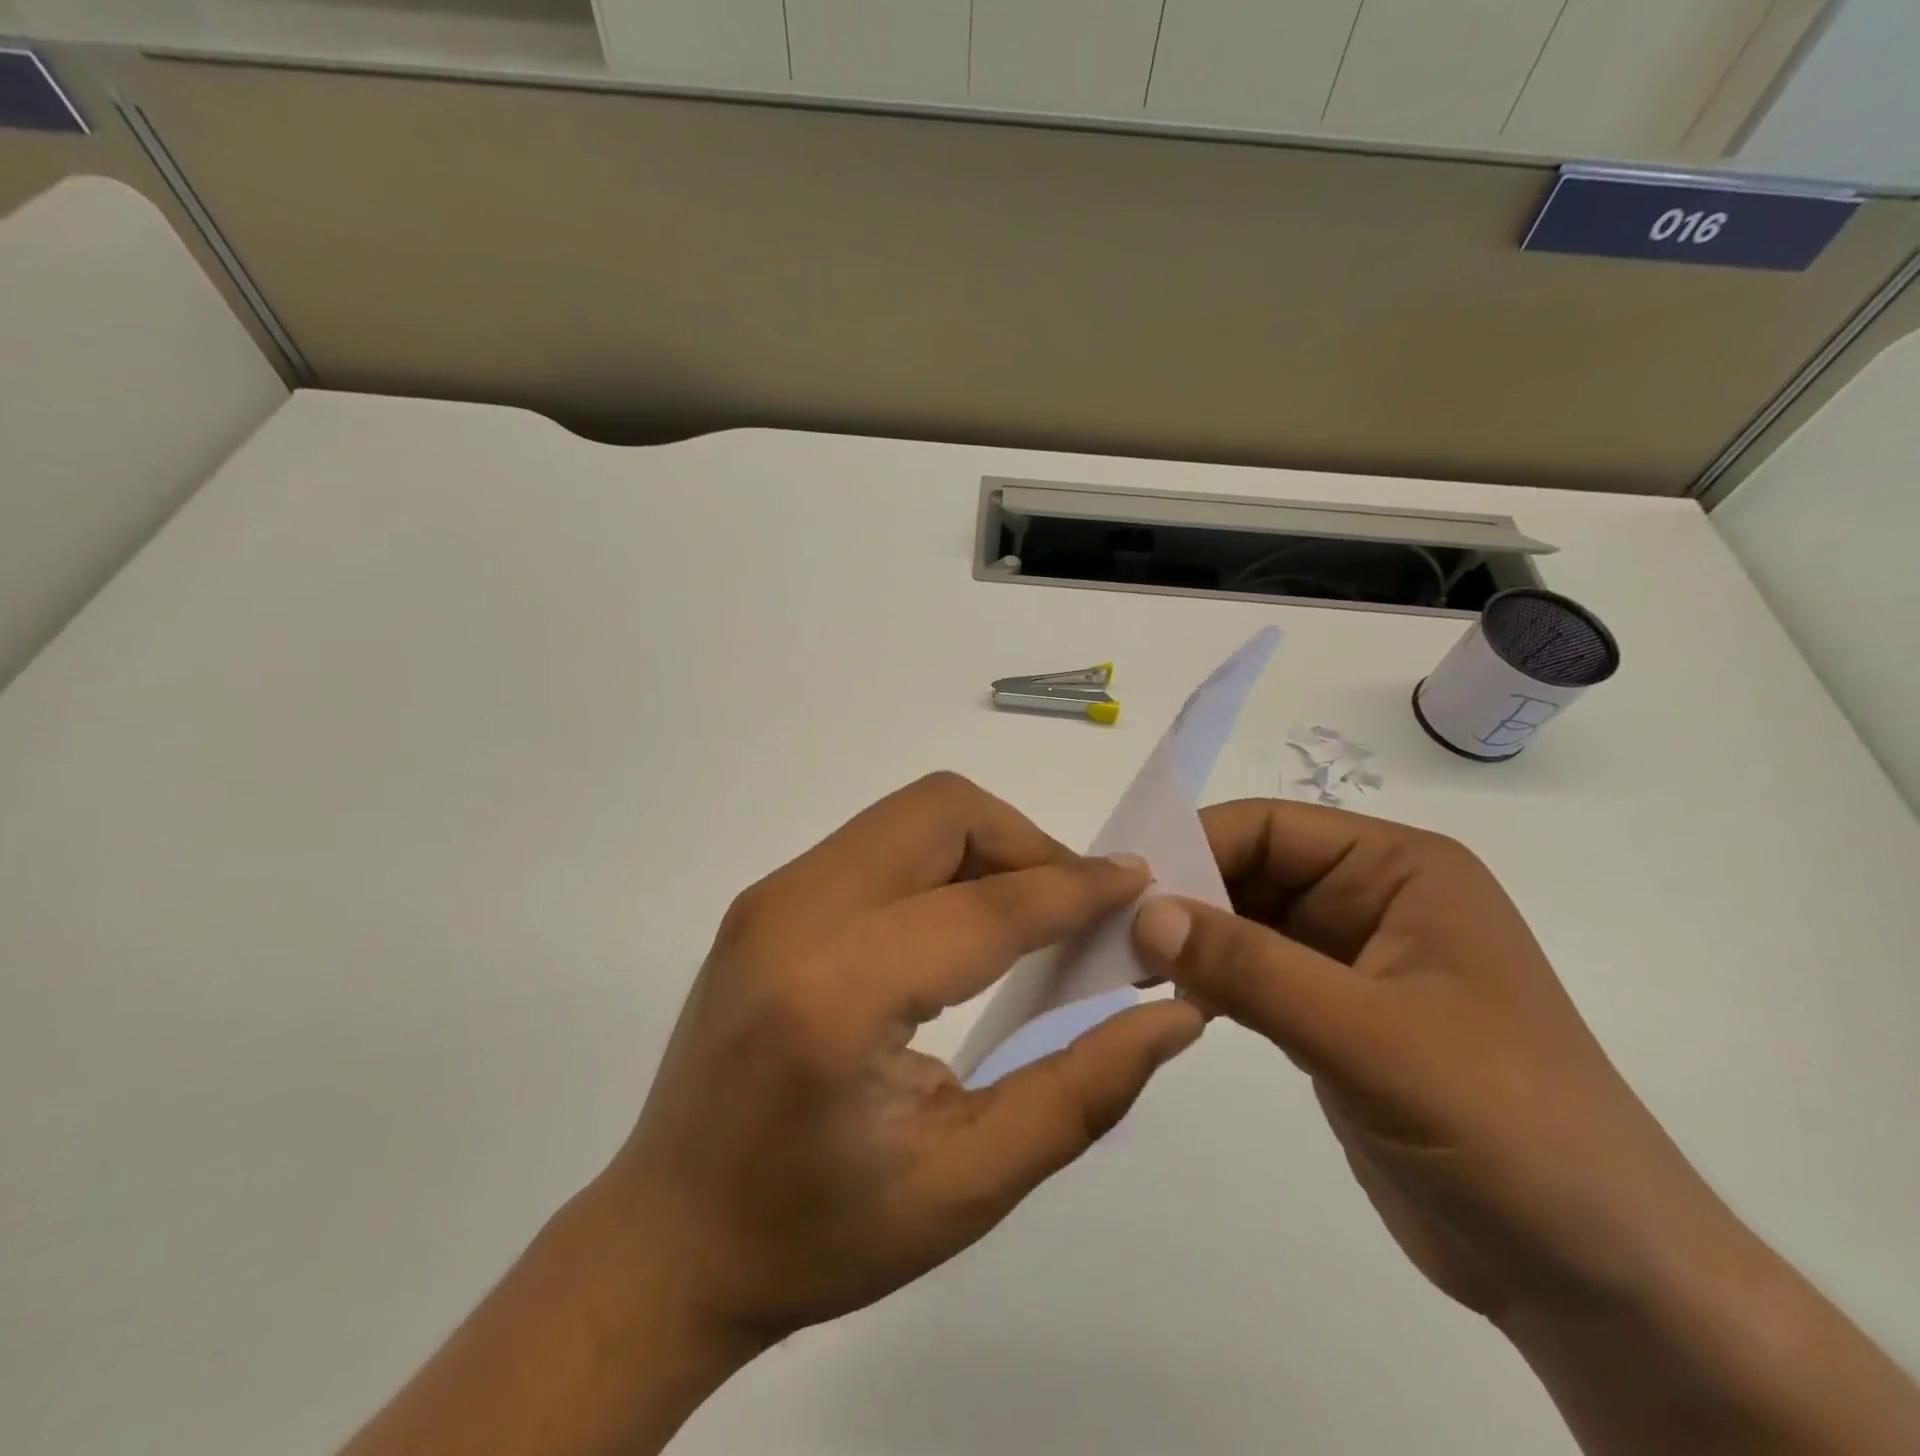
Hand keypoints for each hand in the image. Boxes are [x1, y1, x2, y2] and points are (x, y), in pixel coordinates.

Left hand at [601, 772, 1205, 1352]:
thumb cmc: (816, 1234)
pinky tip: (958, 927)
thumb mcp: (968, 1185)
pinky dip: (939, 861)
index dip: (1076, 887)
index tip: (1140, 883)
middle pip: (942, 811)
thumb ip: (1082, 1090)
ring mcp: (770, 896)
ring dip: (985, 846)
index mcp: (838, 994)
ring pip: (910, 815)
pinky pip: (877, 841)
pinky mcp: (765, 899)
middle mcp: (795, 914)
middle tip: (1076, 910)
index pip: (987, 905)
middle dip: (1027, 842)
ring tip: (1026, 917)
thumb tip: (1171, 1011)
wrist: (667, 1238)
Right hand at [1129, 799, 1729, 1323]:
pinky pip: (1254, 975)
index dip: (1193, 846)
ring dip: (1189, 941)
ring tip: (1123, 967)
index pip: (1270, 827)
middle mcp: (1373, 898)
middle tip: (1109, 935)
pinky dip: (1209, 981)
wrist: (1598, 1279)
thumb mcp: (1370, 1037)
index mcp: (1399, 869)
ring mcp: (1351, 959)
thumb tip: (1144, 914)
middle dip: (1183, 898)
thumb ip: (1251, 968)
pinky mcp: (1333, 1015)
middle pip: (1251, 870)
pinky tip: (1168, 1000)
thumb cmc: (1505, 1129)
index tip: (1122, 891)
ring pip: (1245, 924)